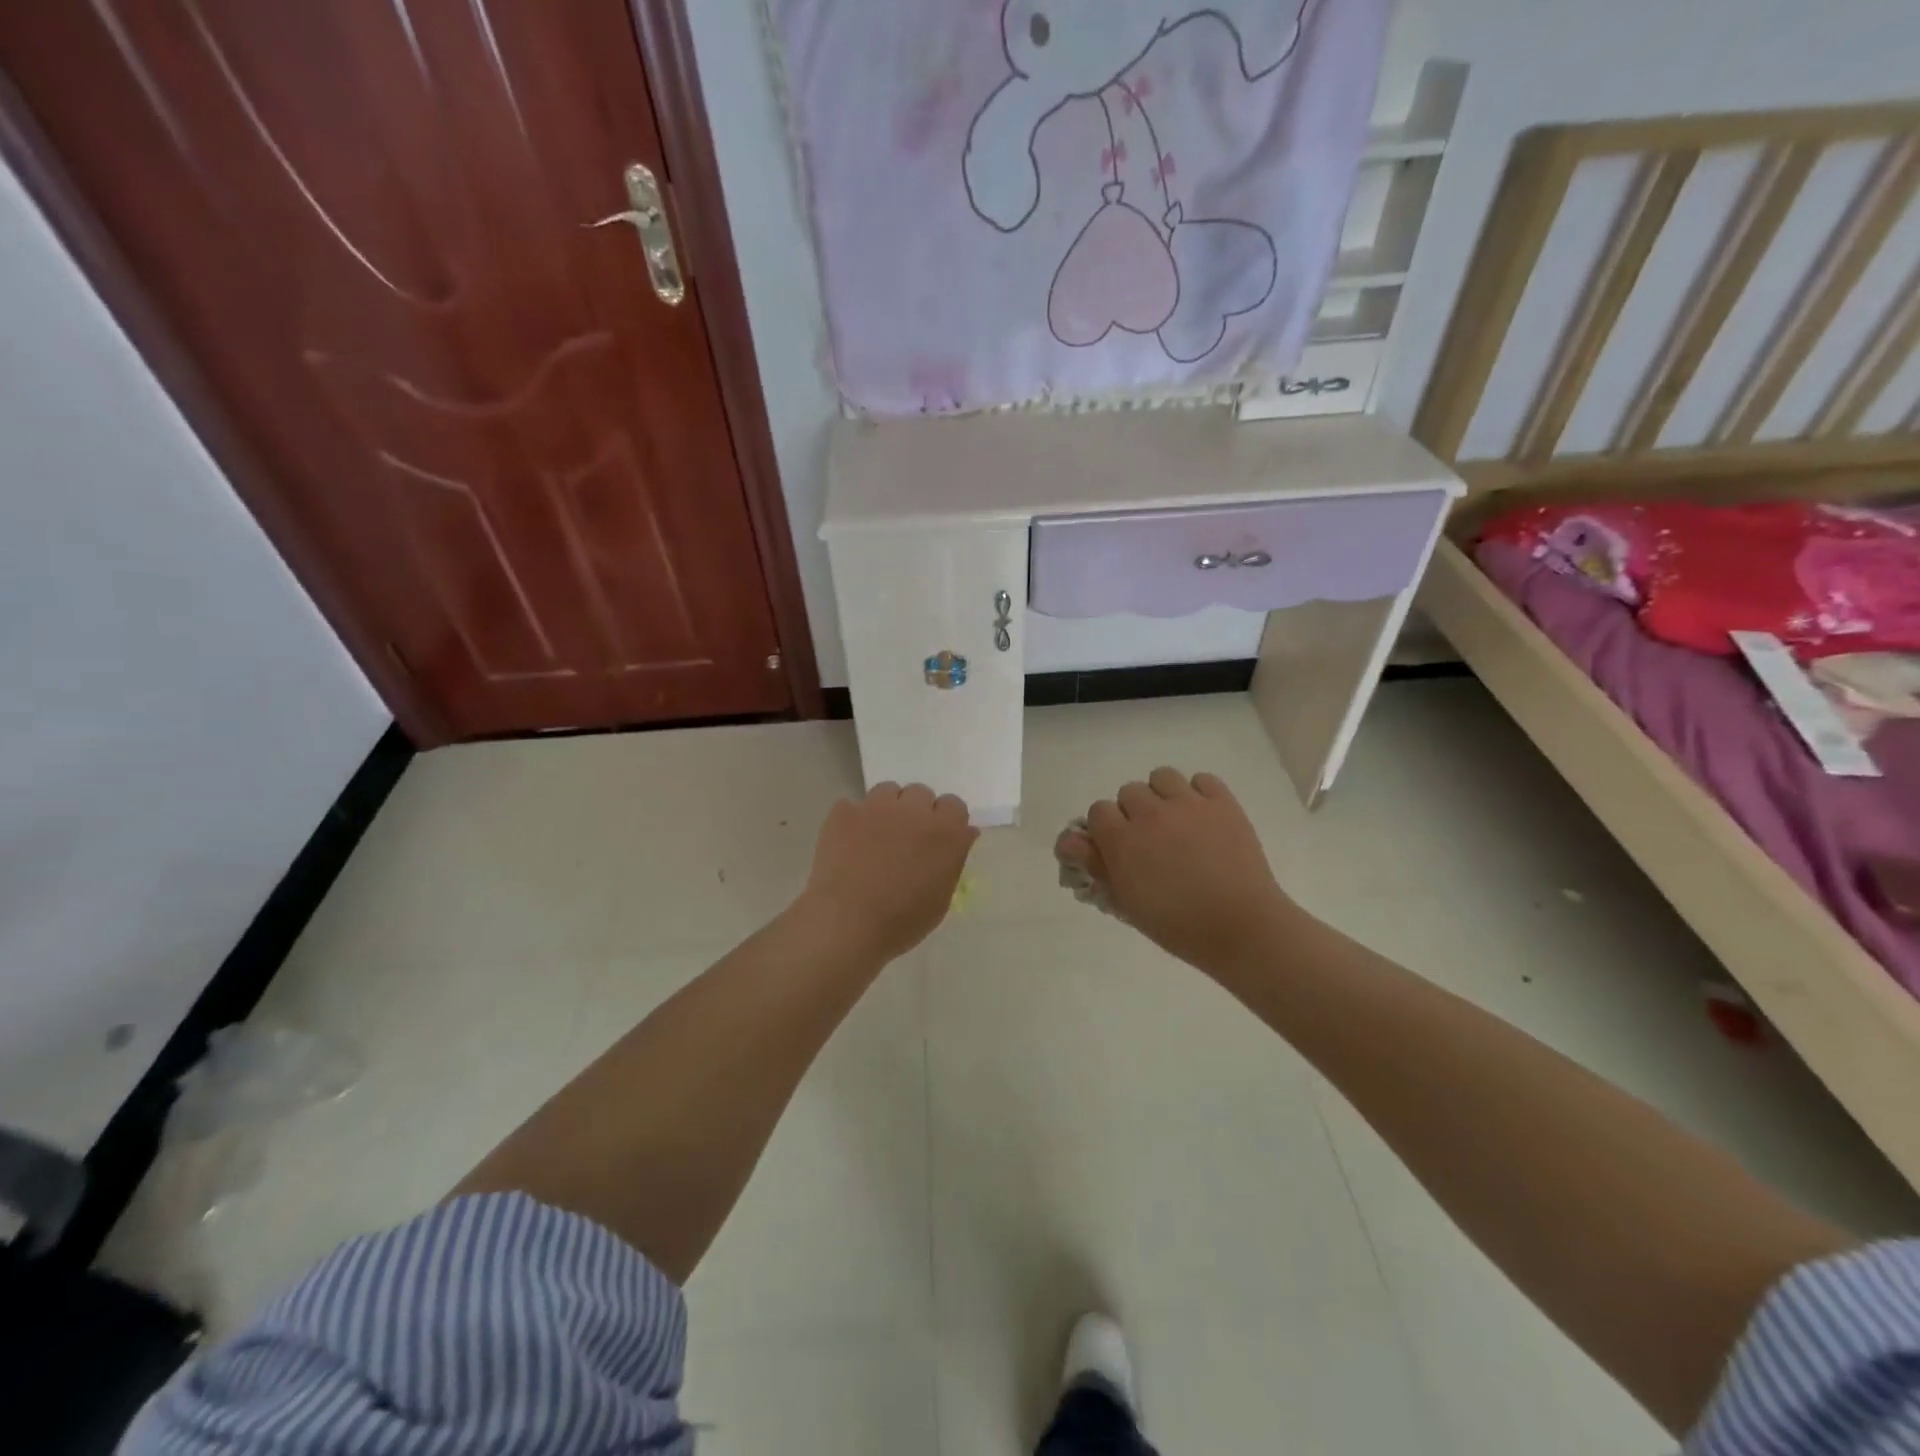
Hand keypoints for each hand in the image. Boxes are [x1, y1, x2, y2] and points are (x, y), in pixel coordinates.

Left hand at [800, 783, 978, 962]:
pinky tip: (848, 843)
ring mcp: (877, 807)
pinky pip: (853, 805)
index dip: (946, 821)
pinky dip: (854, 820)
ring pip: (888, 791)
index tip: (937, 839)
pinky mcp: (845, 812)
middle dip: (917, 812)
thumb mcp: (942, 898)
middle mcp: (914, 811)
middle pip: (921, 793)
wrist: (848, 923)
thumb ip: (953, 860)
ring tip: (876, 835)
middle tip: (906, 839)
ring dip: (887, 808)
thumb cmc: (902, 921)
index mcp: (945, 832)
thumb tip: (962, 835)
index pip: (954, 805)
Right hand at [1059, 768, 1302, 975]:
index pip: (1098, 811)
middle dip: (1133, 813)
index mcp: (1122, 839)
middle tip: (1150, 841)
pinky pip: (1202, 779)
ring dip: (1162, 795)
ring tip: (1175, 822)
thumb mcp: (1126, 902)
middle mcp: (1150, 813)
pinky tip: (1203, 817)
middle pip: (1128, 792)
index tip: (1117, 849)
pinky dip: (1198, 793)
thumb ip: (1095, 866)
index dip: (1104, 829)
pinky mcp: (1222, 802)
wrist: (1241, 927)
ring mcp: (1188, 804)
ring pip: (1162, 777)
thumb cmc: (1177, 925)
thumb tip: (1067, 840)